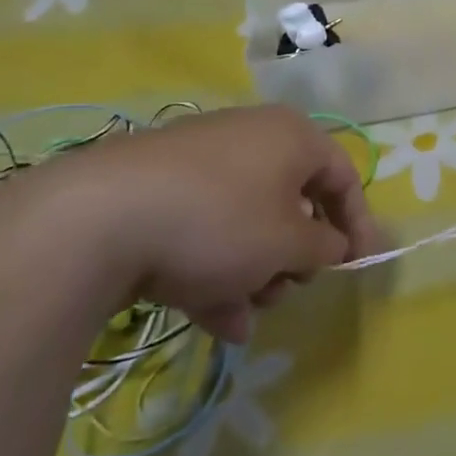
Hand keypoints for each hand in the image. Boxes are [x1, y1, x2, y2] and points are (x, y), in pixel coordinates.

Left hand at [19, 105, 380, 343]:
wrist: (96, 218)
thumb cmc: (219, 222)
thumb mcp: (288, 243)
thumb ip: (324, 246)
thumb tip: (332, 245)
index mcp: (292, 136)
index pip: (343, 177)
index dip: (358, 224)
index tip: (358, 265)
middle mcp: (250, 138)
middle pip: (291, 202)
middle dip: (294, 256)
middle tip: (286, 289)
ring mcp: (200, 162)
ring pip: (246, 222)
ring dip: (255, 272)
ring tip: (243, 315)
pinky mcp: (157, 189)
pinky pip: (205, 228)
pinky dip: (216, 270)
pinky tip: (214, 319)